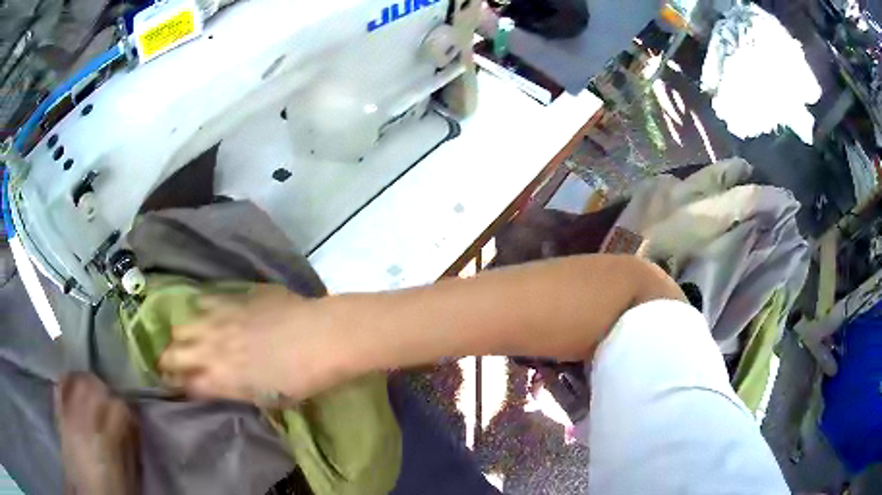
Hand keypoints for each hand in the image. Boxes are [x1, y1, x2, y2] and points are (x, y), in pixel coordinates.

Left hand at [55, 373, 138, 494]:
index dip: (127, 411)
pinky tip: (74, 383)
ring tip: (94, 392)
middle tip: (112, 403)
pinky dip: (68, 380)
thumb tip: (133, 424)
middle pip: (94, 386)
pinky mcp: (59, 415)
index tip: (131, 421)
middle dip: (106, 391)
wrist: (88, 494)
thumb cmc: (113, 489)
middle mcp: (84, 421)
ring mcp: (69, 415)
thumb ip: (130, 447)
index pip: (118, 406)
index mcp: (105, 439)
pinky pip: (60, 386)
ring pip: (77, 381)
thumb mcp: (129, 476)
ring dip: (88, 383)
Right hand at [158, 285, 354, 404]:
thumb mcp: (269, 399)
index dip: (176, 385)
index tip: (172, 383)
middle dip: (168, 359)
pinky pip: (205, 300)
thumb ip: (239, 391)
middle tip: (170, 361)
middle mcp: (212, 351)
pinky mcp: (232, 299)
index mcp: (221, 381)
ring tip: (185, 336)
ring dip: (182, 334)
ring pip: (183, 326)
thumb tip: (225, 385)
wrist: (322, 338)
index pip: (186, 385)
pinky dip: (201, 308)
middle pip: (173, 354)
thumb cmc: (302, 379)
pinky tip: (204, 309)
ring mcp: (219, 322)